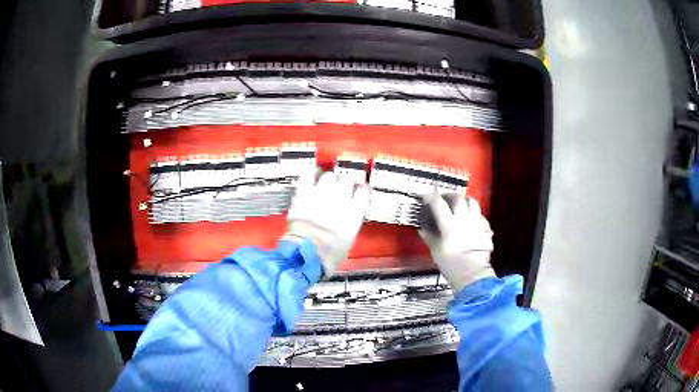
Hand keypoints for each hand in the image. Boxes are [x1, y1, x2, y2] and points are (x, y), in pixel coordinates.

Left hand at [284, 171, 370, 275]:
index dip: (362, 190)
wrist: (307, 252)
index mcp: (356, 211)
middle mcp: (341, 197)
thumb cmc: (330, 254)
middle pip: (347, 180)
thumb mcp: (348, 241)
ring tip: (327, 183)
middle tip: (342, 188)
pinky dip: (311, 174)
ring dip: (329, 179)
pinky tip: (312, 175)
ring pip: (329, 176)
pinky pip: (308, 176)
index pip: (364, 191)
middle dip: (346, 183)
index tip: (360, 192)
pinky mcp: (304, 193)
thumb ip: (350, 225)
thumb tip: (346, 221)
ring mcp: (322, 192)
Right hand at [420, 194, 494, 291]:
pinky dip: (473, 213)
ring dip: (463, 200)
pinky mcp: (485, 228)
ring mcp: (476, 222)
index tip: (425, 198)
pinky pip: (479, 215)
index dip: (430, 197)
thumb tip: (422, 228)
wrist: (473, 273)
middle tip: (443, 199)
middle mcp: (464, 218)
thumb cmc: (451, 264)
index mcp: (449, 223)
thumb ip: (429, 236)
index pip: (438, 203)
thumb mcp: (436, 251)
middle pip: (457, 198)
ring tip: (458, 204)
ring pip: (472, 202)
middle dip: (448, 196)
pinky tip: (470, 219)